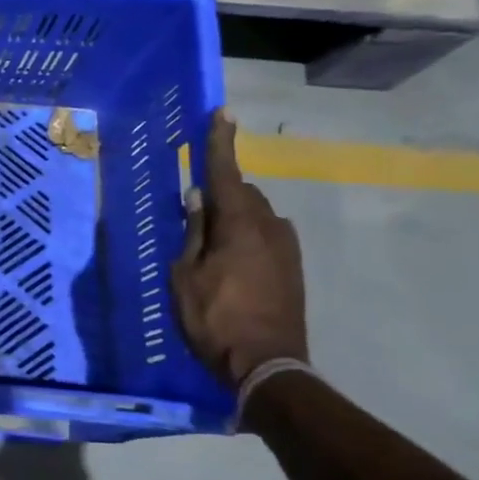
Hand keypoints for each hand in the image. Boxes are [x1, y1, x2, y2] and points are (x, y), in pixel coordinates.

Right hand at [170, 111, 307, 390]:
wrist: (267, 365)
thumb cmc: (214, 318)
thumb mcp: (185, 275)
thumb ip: (193, 232)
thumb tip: (198, 197)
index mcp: (239, 225)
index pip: (226, 173)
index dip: (221, 143)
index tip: (222, 114)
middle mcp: (269, 227)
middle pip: (242, 193)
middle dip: (220, 191)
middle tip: (193, 208)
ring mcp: (286, 248)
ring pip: (256, 215)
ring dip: (233, 216)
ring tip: (208, 240)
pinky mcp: (293, 269)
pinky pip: (265, 236)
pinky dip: (245, 235)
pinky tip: (229, 259)